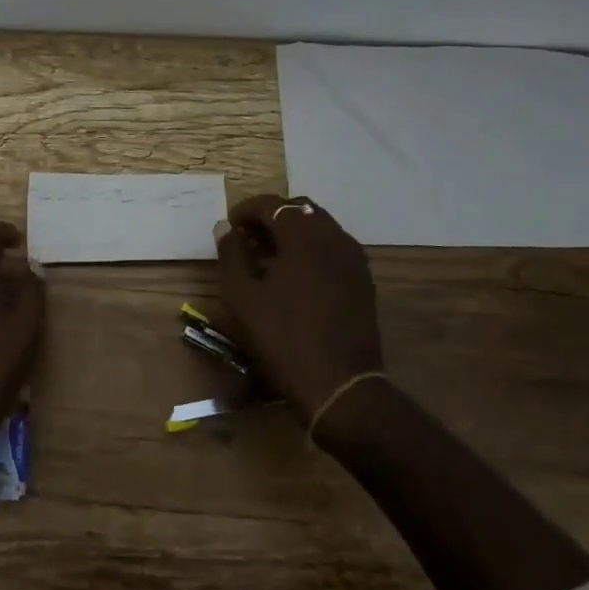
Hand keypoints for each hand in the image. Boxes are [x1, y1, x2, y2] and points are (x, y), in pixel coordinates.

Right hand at [215, 195, 382, 418]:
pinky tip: (294, 275)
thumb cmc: (283, 338)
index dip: (246, 210)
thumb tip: (225, 228)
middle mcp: (334, 237)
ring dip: (292, 233)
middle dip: (271, 218)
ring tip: (268, 257)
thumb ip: (231, 254)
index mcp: (304, 236)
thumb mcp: (243, 296)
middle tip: (247, 238)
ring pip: (320, 227)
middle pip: (300, 210)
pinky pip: (333, 248)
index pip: (272, 205)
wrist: (340, 385)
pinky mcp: (363, 280)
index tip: (229, 226)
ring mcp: (354, 259)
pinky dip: (311, 249)